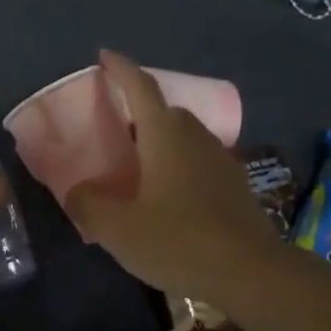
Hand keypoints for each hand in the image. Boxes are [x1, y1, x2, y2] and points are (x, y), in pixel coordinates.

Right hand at [65, 50, 281, 302]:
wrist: (252, 274)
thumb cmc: (179, 241)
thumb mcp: (118, 228)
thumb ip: (88, 204)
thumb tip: (78, 191)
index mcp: (165, 137)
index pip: (141, 89)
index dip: (121, 69)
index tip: (105, 56)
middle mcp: (196, 139)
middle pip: (167, 111)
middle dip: (142, 110)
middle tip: (118, 127)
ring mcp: (221, 162)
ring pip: (187, 137)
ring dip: (163, 139)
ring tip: (141, 164)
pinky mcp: (236, 187)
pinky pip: (201, 161)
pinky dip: (181, 164)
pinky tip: (171, 195)